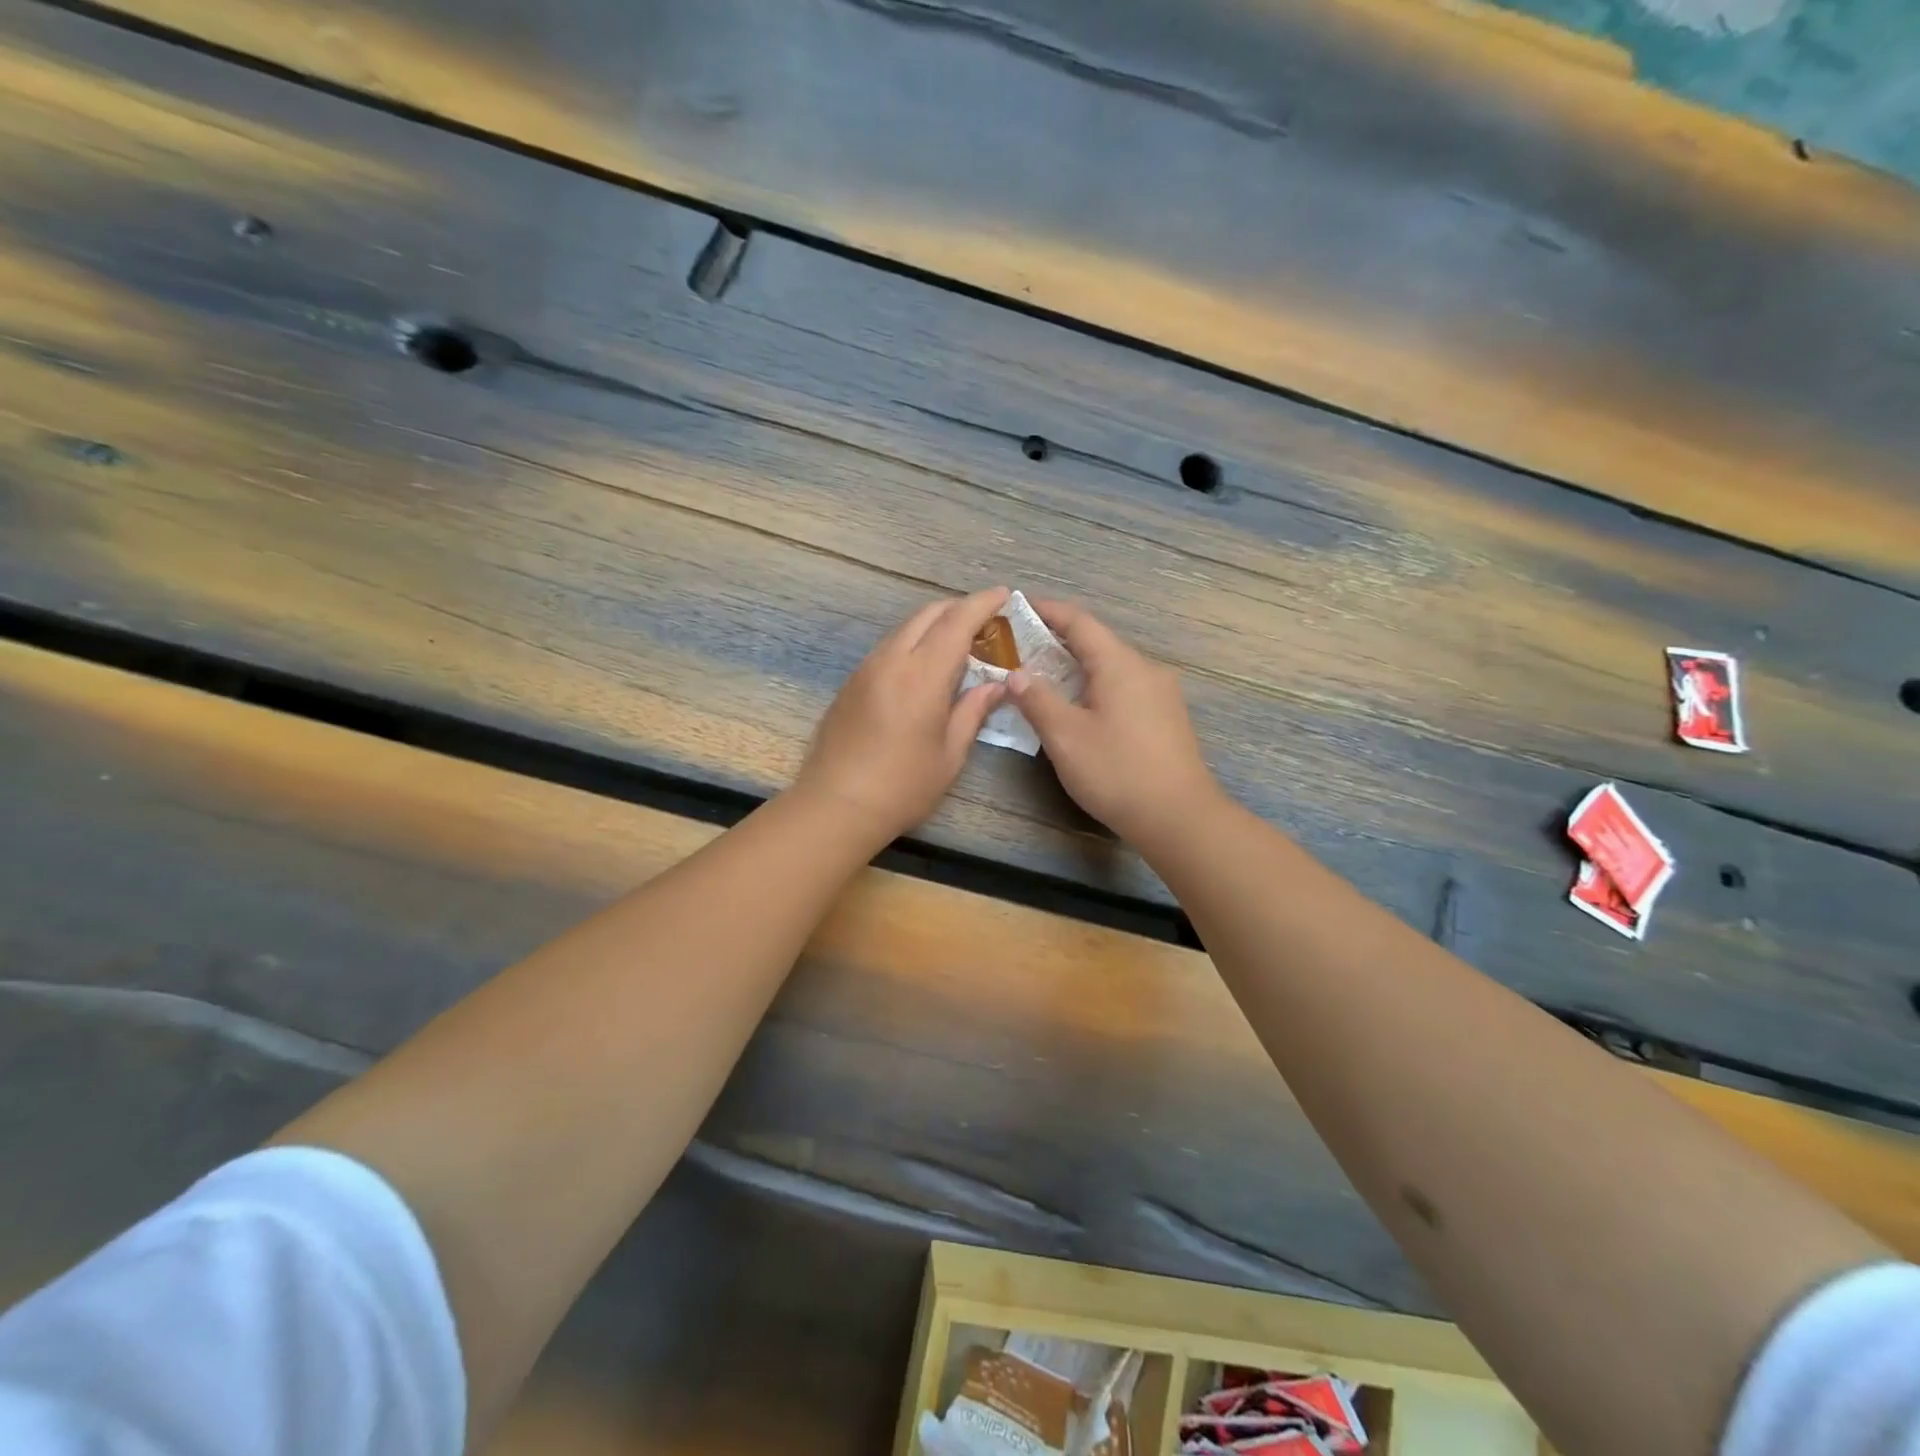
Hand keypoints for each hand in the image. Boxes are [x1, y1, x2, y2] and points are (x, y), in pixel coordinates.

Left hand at [795, 587, 1011, 841]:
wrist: (836, 805)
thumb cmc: (902, 786)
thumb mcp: (950, 754)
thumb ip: (972, 711)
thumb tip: (995, 685)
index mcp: (922, 675)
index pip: (957, 622)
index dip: (982, 604)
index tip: (1003, 594)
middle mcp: (891, 660)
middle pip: (927, 615)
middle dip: (958, 608)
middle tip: (985, 619)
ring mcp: (866, 669)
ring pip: (904, 629)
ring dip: (933, 625)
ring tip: (958, 641)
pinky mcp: (851, 683)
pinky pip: (888, 648)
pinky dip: (912, 643)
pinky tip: (923, 666)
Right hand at [1008, 600, 1219, 846]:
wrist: (1178, 817)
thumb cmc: (1117, 771)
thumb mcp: (1065, 736)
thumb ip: (1036, 699)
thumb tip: (1015, 674)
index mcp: (1119, 664)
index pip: (1079, 622)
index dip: (1047, 611)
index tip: (1018, 606)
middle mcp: (1145, 668)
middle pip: (1097, 642)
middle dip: (1058, 641)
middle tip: (1021, 648)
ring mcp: (1161, 692)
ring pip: (1112, 667)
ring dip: (1077, 667)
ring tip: (1044, 678)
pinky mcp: (1167, 716)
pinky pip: (1125, 687)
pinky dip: (1096, 686)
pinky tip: (1081, 707)